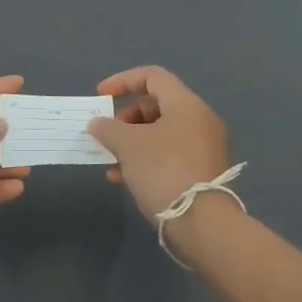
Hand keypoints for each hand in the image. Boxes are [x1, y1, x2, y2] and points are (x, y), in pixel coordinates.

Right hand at [88, 66, 231, 221]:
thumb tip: (98, 123)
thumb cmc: (164, 171)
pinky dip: (146, 158)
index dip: (123, 81)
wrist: (203, 224)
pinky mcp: (202, 171)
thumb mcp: (128, 145)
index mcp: (186, 104)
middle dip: (125, 118)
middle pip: (156, 105)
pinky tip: (124, 178)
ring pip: (160, 132)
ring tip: (111, 162)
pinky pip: (169, 153)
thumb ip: (108, 128)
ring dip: (132, 142)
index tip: (100, 96)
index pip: (152, 76)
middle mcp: (199, 119)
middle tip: (107, 135)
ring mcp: (204, 146)